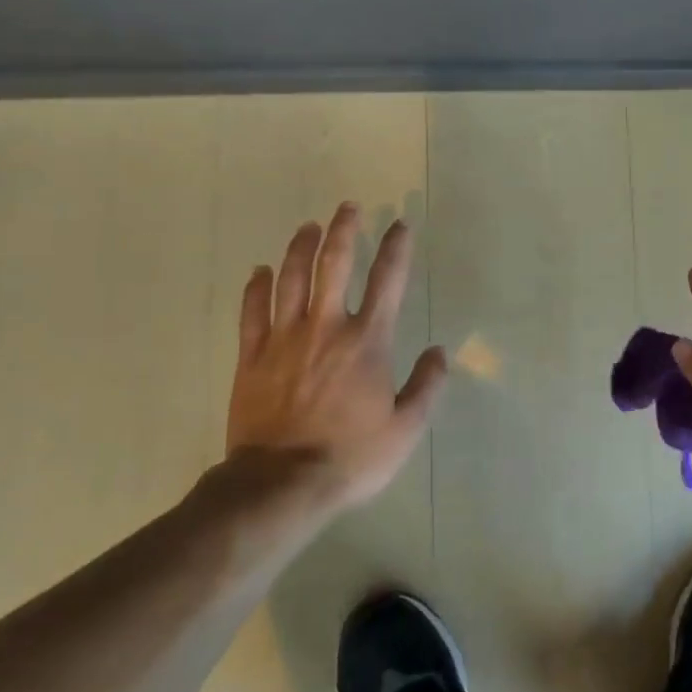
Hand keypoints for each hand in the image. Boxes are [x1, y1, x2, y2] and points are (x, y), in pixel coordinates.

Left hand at [224, 203, 447, 511]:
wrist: (280, 484)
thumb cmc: (350, 456)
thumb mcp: (405, 429)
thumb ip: (426, 386)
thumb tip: (440, 352)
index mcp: (367, 341)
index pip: (387, 281)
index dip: (396, 249)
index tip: (400, 225)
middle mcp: (327, 327)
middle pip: (333, 264)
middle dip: (344, 230)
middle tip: (348, 207)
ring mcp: (284, 338)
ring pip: (290, 279)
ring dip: (300, 247)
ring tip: (308, 226)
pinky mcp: (251, 357)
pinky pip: (252, 312)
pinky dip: (255, 287)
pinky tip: (259, 271)